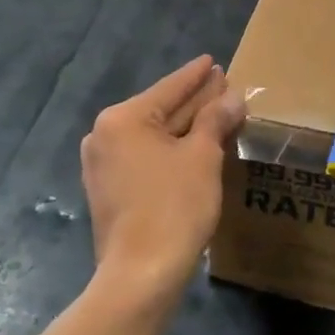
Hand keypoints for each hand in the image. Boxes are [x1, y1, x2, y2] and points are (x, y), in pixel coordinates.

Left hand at [81, 57, 245, 304]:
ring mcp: (102, 165)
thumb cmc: (173, 206)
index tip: (212, 60)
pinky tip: (194, 147)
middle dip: (193, 101)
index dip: (196, 75)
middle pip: (160, 110)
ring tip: (215, 113)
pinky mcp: (108, 190)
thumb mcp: (202, 157)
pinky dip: (170, 150)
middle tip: (222, 85)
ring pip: (153, 136)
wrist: (141, 274)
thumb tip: (232, 97)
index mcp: (123, 119)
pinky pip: (145, 157)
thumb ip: (215, 120)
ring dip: (185, 127)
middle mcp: (105, 135)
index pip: (169, 88)